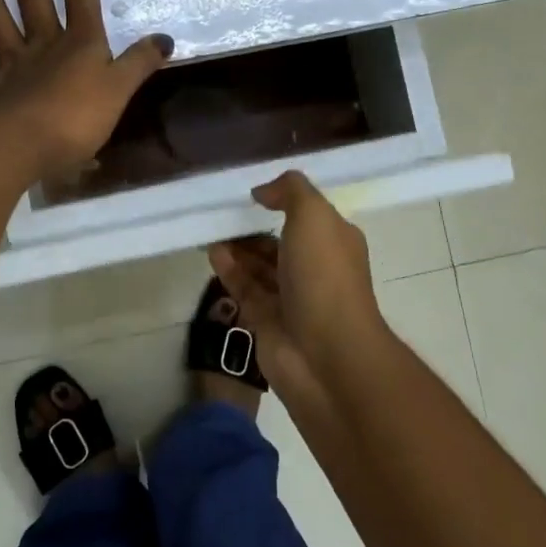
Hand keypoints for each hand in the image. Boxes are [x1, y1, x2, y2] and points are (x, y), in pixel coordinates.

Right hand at [209, 171, 388, 389]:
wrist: (326, 355)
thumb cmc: (324, 276)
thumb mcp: (314, 215)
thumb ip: (290, 191)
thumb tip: (263, 191)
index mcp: (334, 242)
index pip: (307, 216)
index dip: (282, 202)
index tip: (252, 193)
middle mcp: (315, 269)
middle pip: (280, 242)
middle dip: (253, 227)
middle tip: (222, 212)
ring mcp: (292, 298)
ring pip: (260, 267)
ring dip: (238, 248)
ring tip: (210, 230)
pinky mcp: (267, 322)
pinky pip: (245, 289)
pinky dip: (230, 271)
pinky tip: (213, 253)